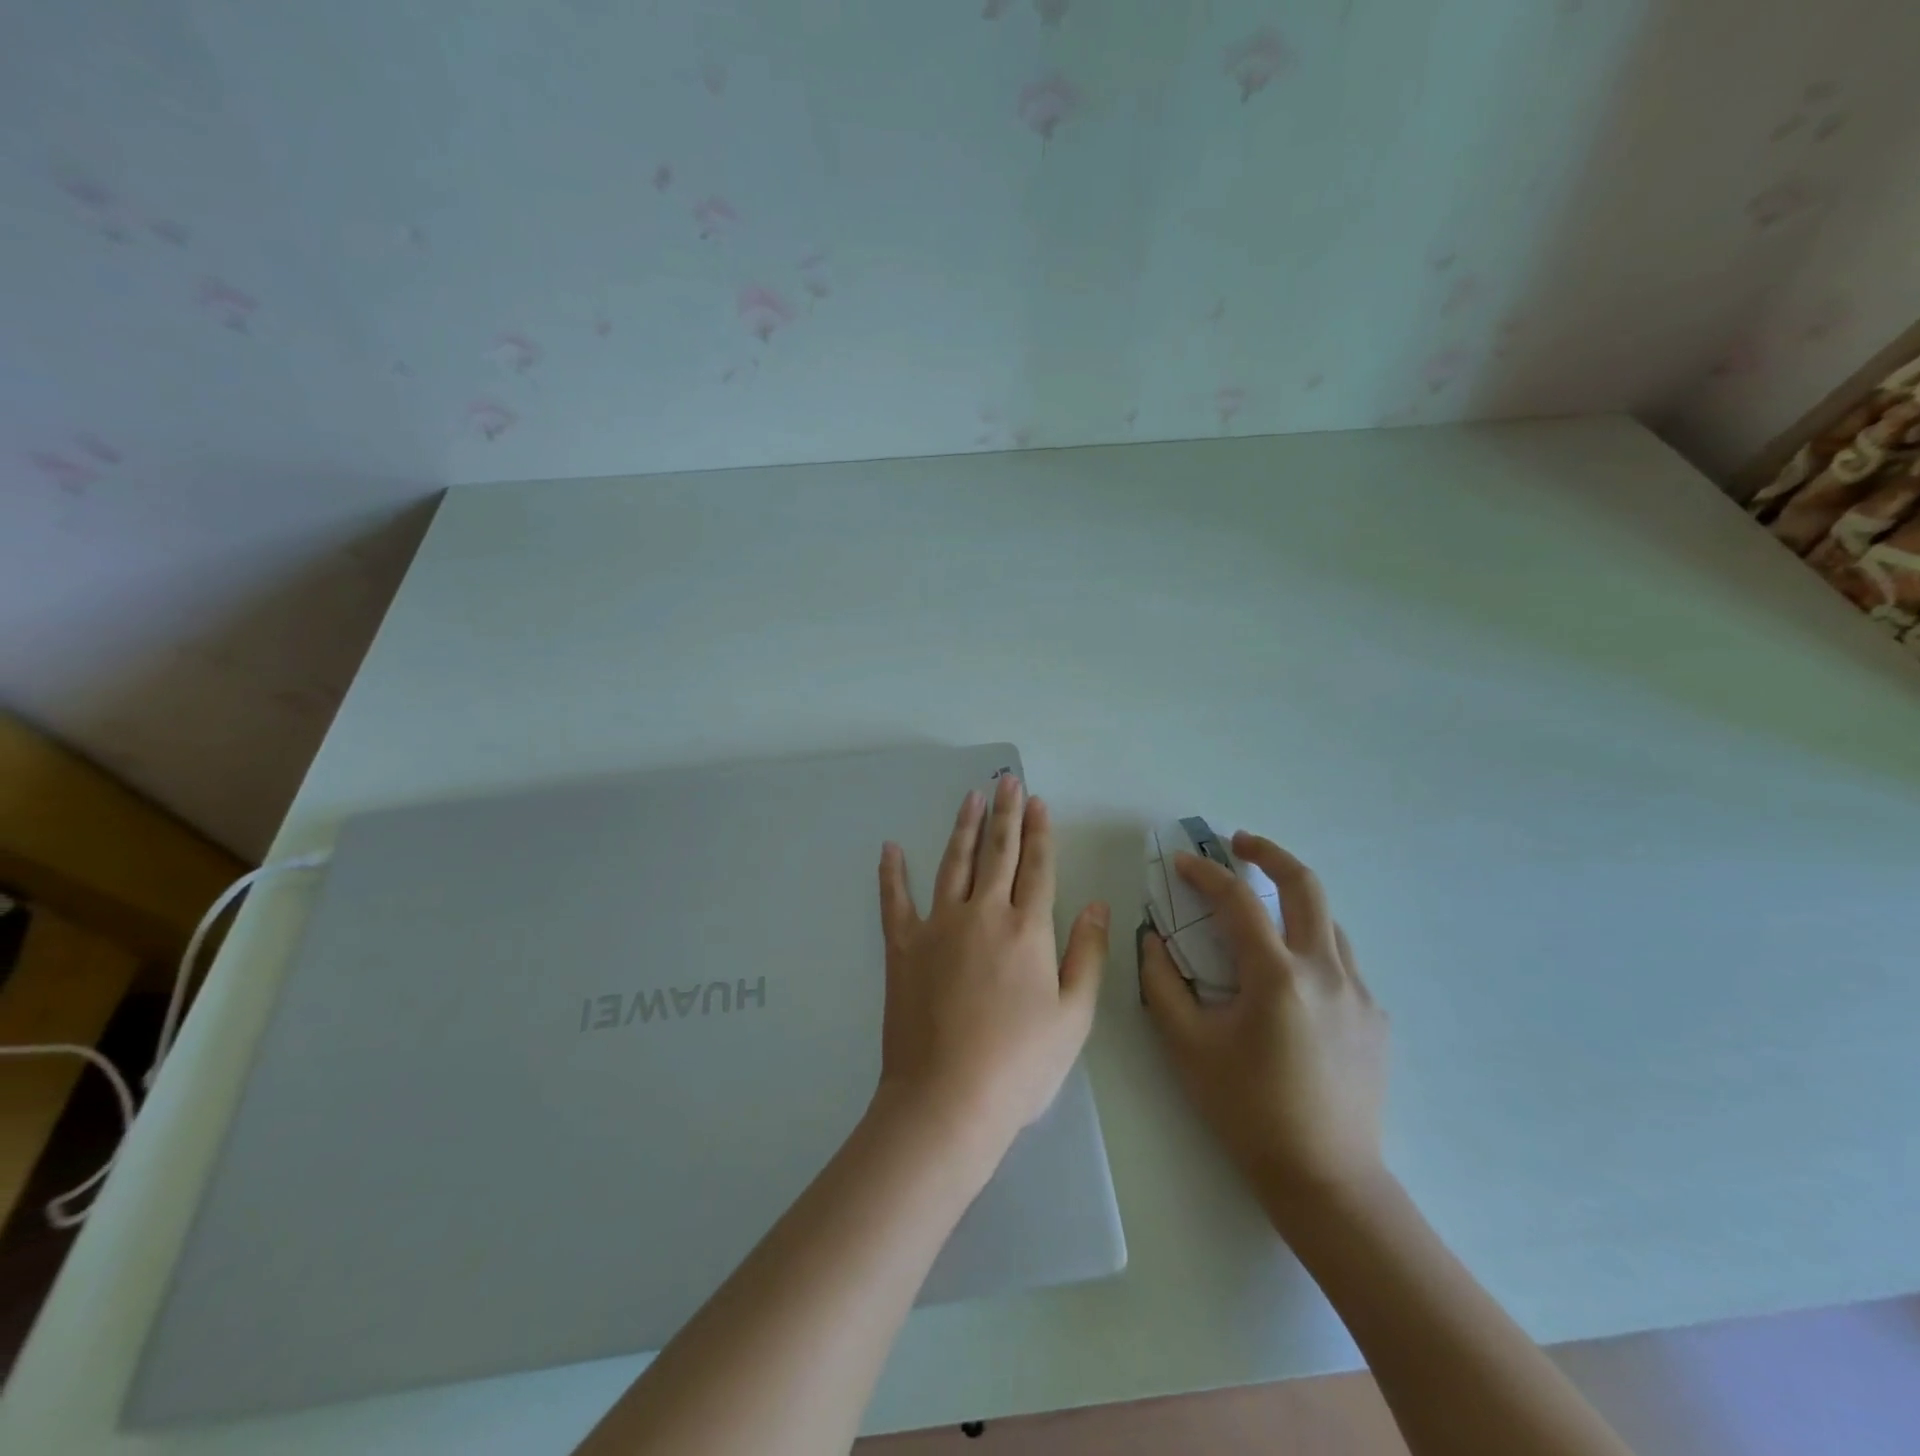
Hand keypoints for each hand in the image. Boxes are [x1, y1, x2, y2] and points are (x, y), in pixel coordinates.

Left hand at [873, 775, 1109, 1173]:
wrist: (947, 1100)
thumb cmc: (1019, 1065)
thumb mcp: (1074, 1017)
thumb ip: (1088, 955)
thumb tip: (1098, 905)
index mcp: (1026, 929)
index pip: (1038, 867)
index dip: (1039, 832)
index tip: (1037, 801)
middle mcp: (982, 914)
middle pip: (997, 853)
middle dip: (1005, 814)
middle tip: (1006, 781)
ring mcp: (937, 926)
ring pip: (953, 864)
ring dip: (963, 828)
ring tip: (970, 797)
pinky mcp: (902, 947)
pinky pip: (895, 900)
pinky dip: (892, 873)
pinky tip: (890, 848)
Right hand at [1140, 831, 1388, 1221]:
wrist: (1326, 1180)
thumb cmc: (1247, 1111)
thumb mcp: (1187, 1046)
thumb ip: (1161, 984)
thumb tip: (1152, 940)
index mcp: (1277, 976)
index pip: (1238, 900)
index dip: (1205, 873)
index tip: (1180, 862)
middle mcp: (1326, 971)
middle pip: (1305, 885)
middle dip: (1269, 853)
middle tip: (1239, 843)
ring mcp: (1359, 993)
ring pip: (1327, 921)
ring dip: (1291, 901)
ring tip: (1260, 911)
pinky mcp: (1374, 1017)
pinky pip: (1340, 961)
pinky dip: (1309, 945)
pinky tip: (1287, 978)